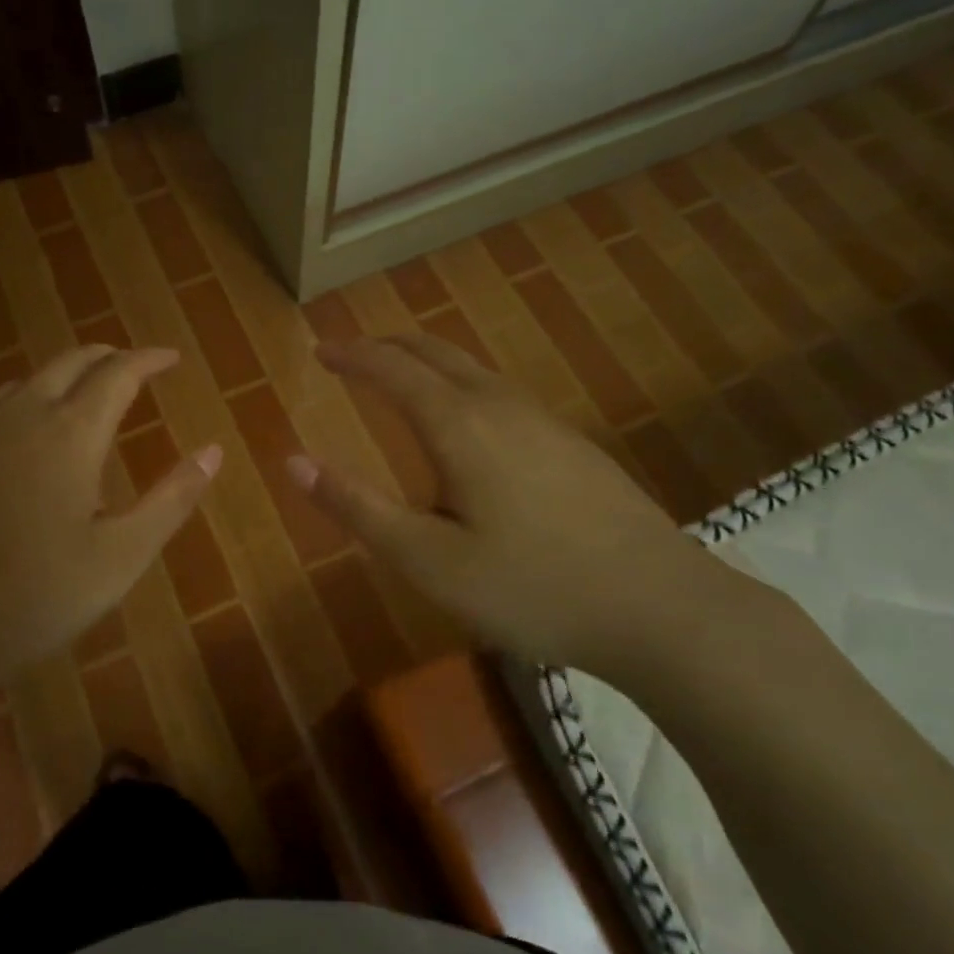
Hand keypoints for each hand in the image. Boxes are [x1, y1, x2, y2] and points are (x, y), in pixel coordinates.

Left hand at [0, 345, 219, 708]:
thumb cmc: (34, 597)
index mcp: (70, 433)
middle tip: (133, 369)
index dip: (149, 360)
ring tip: (85, 397)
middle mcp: (20, 414)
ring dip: (64, 377)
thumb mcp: (121, 557)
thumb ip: (172, 498)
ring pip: (27, 380)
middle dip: (108, 357)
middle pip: (70, 362)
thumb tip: (213, 451)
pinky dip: (24, 400)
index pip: (118, 373)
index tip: (171, 358)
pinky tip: (24, 432)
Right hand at [287, 334, 738, 675]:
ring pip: (471, 367)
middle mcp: (499, 404)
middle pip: (434, 352)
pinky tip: (466, 420)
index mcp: (458, 424)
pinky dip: (460, 383)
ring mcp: (543, 420)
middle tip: (351, 354)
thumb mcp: (426, 559)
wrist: (661, 606)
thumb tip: (293, 460)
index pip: (391, 369)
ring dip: (426, 361)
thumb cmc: (530, 586)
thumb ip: (357, 506)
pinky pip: (498, 390)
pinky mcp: (571, 443)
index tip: (319, 351)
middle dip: (386, 346)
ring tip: (399, 377)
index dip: (350, 356)